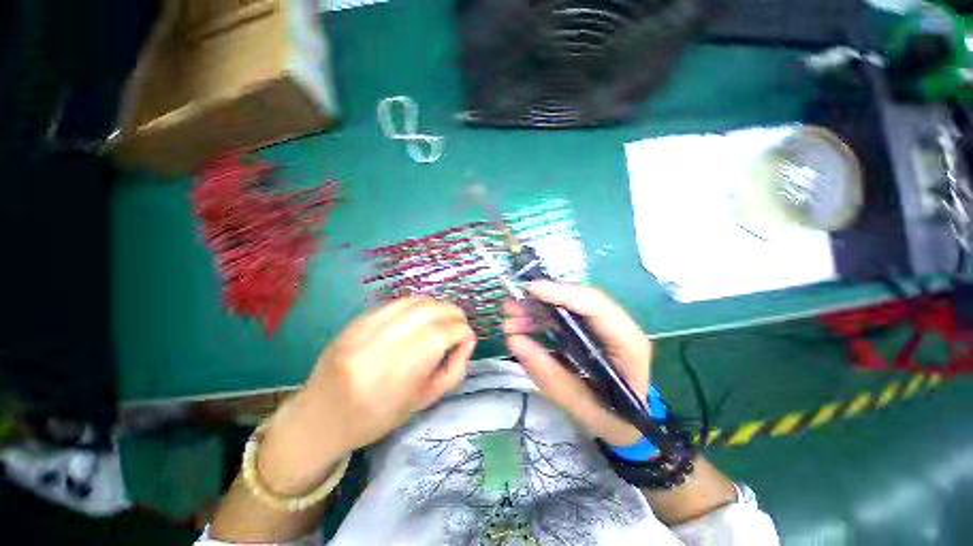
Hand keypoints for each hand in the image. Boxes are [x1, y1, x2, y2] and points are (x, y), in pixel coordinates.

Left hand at [258, 297, 476, 494]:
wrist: (319, 417)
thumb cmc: (375, 418)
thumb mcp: (423, 402)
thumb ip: (453, 370)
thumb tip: (467, 339)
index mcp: (395, 373)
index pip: (441, 334)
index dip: (462, 331)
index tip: (467, 338)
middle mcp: (379, 343)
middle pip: (430, 310)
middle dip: (453, 313)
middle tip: (459, 325)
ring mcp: (365, 327)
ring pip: (416, 300)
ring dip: (438, 306)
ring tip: (443, 320)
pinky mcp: (357, 319)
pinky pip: (398, 302)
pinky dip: (418, 306)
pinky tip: (421, 318)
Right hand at [504, 281, 650, 445]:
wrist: (627, 423)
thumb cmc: (612, 419)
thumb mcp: (580, 407)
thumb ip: (549, 375)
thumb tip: (515, 340)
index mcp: (628, 344)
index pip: (597, 307)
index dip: (563, 294)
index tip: (531, 290)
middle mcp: (617, 327)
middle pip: (579, 300)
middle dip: (542, 300)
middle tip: (510, 307)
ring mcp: (602, 326)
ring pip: (567, 305)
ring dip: (537, 308)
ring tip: (511, 319)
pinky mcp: (588, 329)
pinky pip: (562, 316)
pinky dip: (540, 318)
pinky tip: (522, 326)